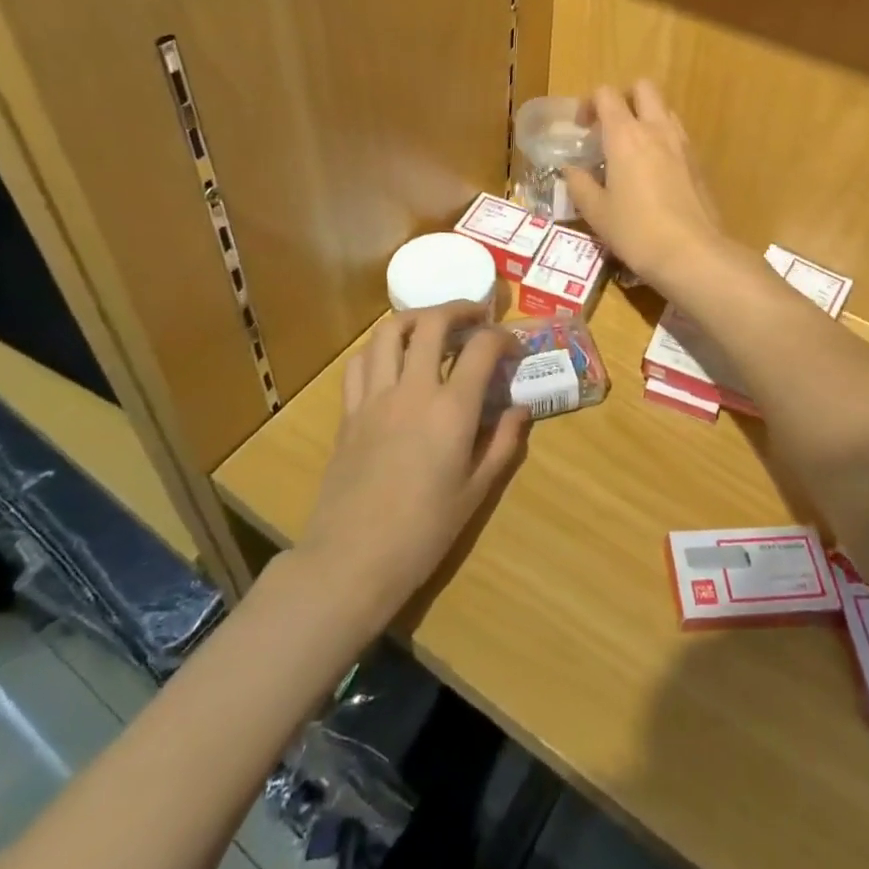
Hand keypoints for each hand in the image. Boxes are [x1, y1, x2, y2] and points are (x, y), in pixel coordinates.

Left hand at [299, 304, 527, 623]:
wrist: (353, 559)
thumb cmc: (424, 532)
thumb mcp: (477, 492)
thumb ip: (503, 443)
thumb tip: (520, 409)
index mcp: (452, 409)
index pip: (481, 348)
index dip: (502, 338)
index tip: (513, 347)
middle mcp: (413, 389)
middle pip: (432, 323)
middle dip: (458, 309)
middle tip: (475, 316)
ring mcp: (375, 396)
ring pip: (389, 331)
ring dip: (415, 318)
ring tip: (432, 326)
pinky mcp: (349, 411)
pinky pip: (360, 362)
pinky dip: (379, 349)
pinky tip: (392, 360)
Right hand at [564, 81, 726, 286]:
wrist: (692, 253)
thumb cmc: (636, 231)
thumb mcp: (596, 212)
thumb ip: (579, 184)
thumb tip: (571, 170)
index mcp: (625, 135)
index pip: (606, 95)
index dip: (590, 103)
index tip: (581, 128)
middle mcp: (656, 129)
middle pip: (643, 88)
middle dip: (624, 98)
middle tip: (609, 127)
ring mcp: (682, 144)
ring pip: (664, 109)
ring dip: (646, 117)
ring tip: (632, 149)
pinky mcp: (698, 162)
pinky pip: (677, 135)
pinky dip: (662, 139)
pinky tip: (654, 171)